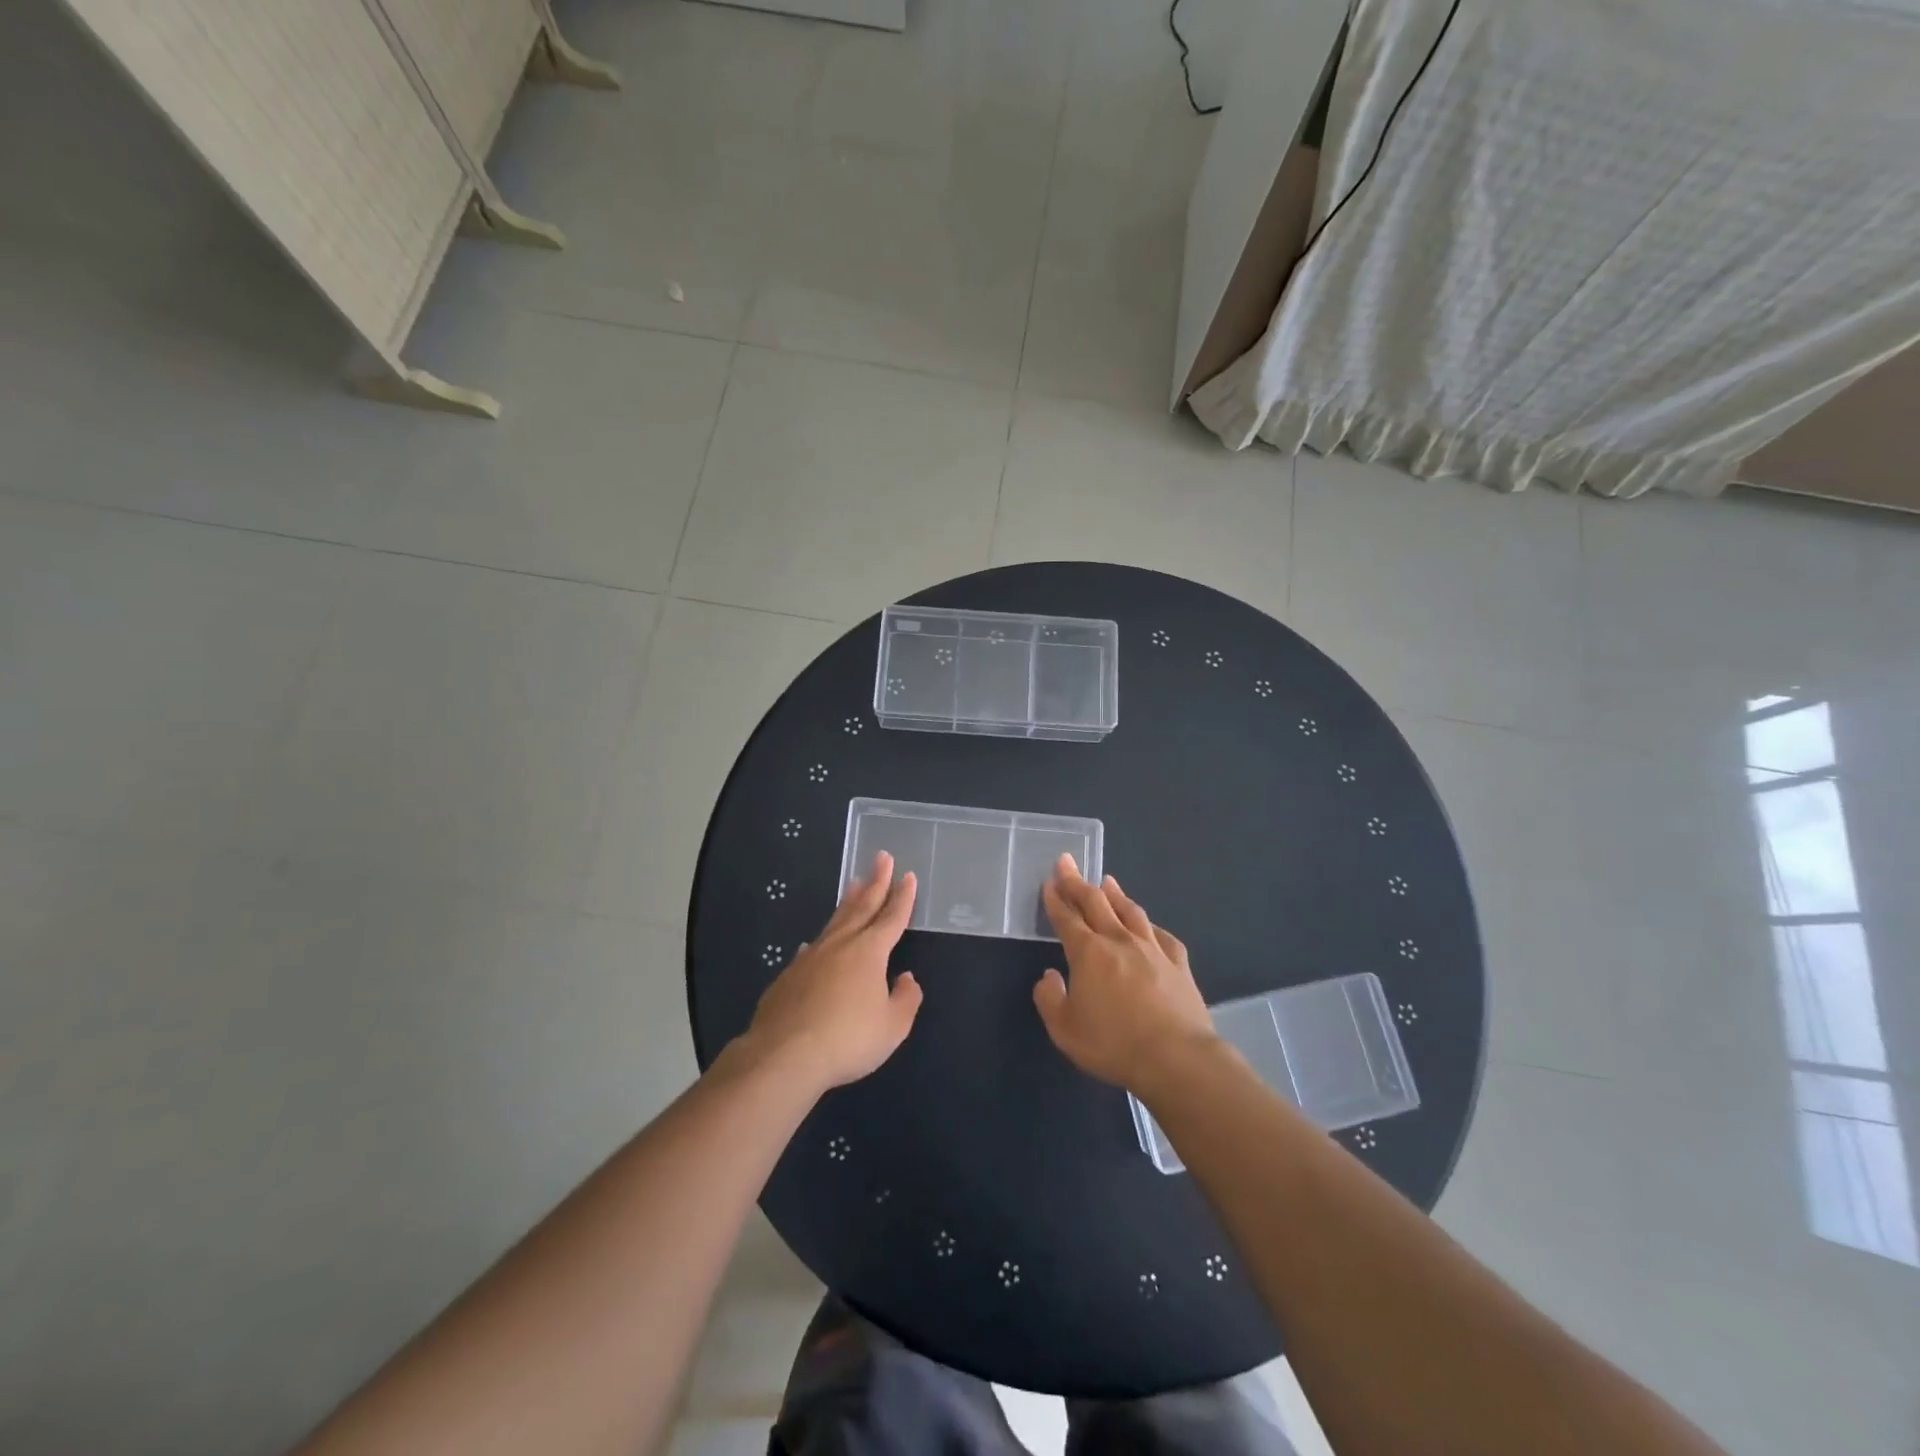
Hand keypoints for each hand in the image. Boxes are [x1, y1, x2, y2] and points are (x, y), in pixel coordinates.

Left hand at [741, 852, 922, 1093]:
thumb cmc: (848, 1039)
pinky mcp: (789, 975)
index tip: (908, 875)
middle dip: (875, 882)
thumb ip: (905, 999)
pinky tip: (815, 943)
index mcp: (869, 952)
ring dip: (848, 901)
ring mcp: (811, 957)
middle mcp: (841, 945)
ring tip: (854, 883)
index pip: (892, 918)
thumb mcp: (892, 1027)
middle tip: (881, 857)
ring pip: (835, 921)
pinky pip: (811, 948)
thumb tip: (905, 978)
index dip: (903, 897)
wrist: (785, 1054)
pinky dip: (820, 940)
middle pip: (862, 907)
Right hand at [1033, 856, 1214, 1090]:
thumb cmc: (1113, 1044)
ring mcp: (1152, 949)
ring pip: (1130, 911)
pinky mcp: (1179, 964)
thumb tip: (1050, 977)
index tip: (1049, 880)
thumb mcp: (1065, 1030)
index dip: (1055, 898)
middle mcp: (1119, 941)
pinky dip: (1149, 925)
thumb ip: (1050, 999)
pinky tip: (1148, 925)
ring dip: (1115, 894)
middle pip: (1096, 903)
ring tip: (1107, 881)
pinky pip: (1162, 935)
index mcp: (1088, 953)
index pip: (1067, 918)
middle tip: (1067, 863)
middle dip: (1077, 882)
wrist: (1176, 1058)